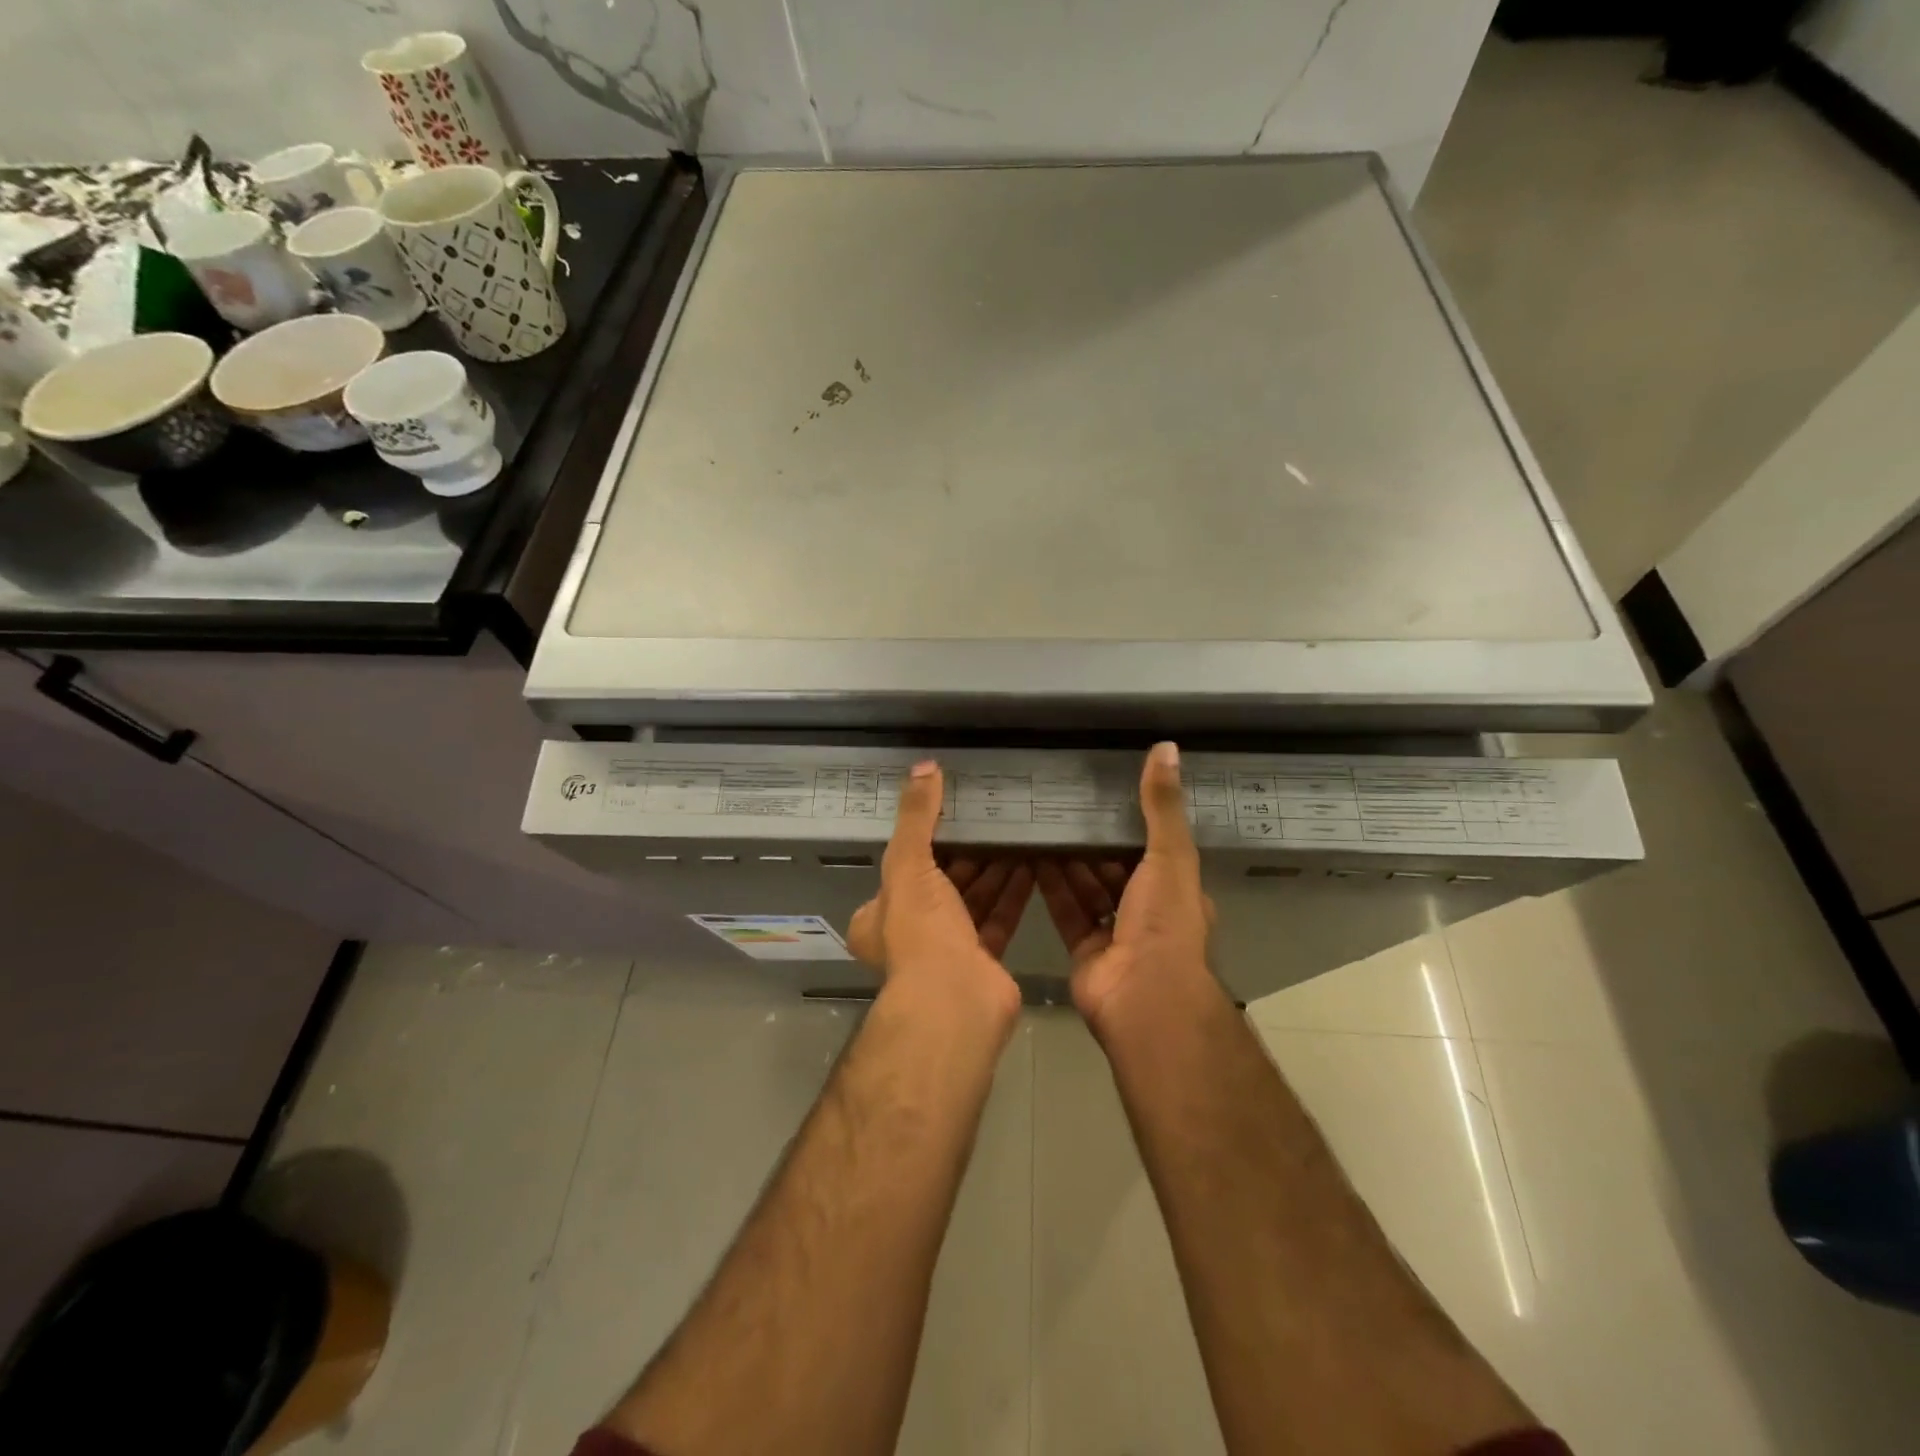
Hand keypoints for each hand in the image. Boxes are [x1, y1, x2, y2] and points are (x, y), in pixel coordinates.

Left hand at [848, 762, 1030, 1021]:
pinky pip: (999, 916)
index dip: (926, 839)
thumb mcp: (908, 864)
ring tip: (1016, 833)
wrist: (956, 1001)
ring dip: (993, 869)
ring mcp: (948, 949)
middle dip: (967, 852)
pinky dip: (1013, 892)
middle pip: (941, 882)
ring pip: (972, 899)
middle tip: (991, 817)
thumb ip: (917, 816)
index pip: (901, 866)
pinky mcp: (983, 959)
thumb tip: (924, 766)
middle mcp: (909, 932)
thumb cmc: (920, 931)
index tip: (951, 812)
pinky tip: (1033, 864)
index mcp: (879, 914)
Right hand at [1036, 742, 1216, 1035]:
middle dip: (1092, 841)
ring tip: (1041, 822)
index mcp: (1175, 890)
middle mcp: (1147, 911)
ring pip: (1087, 887)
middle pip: (1115, 868)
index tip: (1104, 793)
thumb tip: (1167, 747)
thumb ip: (1162, 806)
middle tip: (1062, 803)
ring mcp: (1114, 933)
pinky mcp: (1083, 949)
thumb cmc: (1163, 921)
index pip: (1153, 848)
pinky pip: (1065, 909)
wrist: (1142, 996)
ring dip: (1068, 860)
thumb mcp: (1169, 855)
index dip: (1131, 823)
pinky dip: (1050, 886)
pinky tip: (1030, 856)